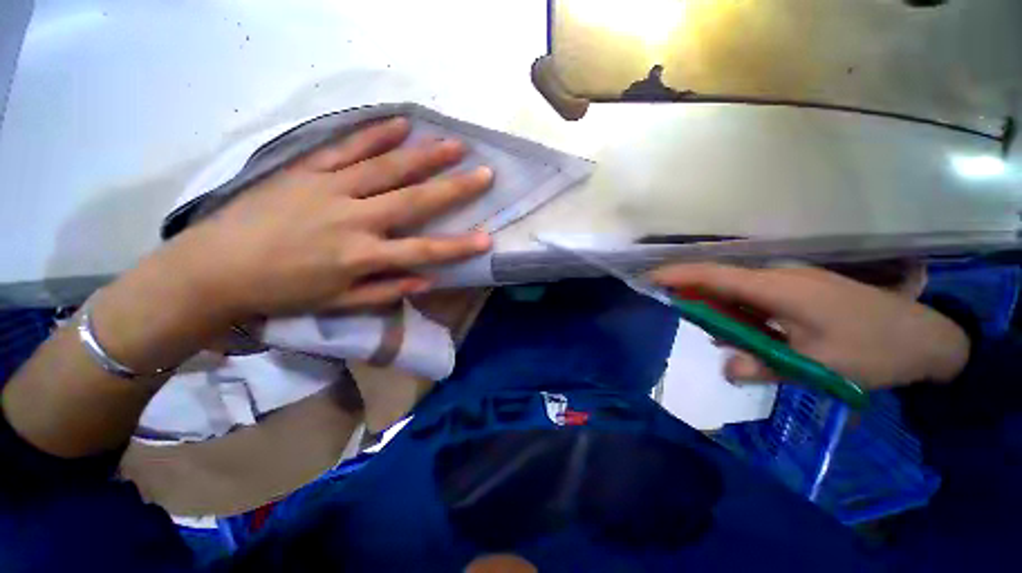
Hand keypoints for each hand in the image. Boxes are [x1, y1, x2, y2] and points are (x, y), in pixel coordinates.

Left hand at [158, 117, 492, 319]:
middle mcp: (353, 218)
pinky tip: (400, 124)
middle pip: (414, 200)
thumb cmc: (282, 292)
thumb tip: (427, 280)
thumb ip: (386, 290)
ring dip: (424, 155)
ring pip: (386, 168)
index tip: (487, 238)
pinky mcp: (305, 171)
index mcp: (361, 256)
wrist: (214, 269)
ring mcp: (329, 189)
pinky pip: (345, 148)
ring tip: (454, 143)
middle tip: (484, 173)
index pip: (423, 252)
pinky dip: (374, 135)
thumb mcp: (338, 303)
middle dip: (454, 188)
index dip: (458, 246)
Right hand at [649, 263, 970, 389]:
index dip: (678, 275)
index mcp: (778, 289)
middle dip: (694, 297)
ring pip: (736, 290)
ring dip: (719, 309)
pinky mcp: (799, 288)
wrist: (927, 337)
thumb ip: (765, 367)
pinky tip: (749, 334)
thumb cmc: (874, 350)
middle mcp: (778, 277)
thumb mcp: (818, 367)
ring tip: (724, 337)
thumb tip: (725, 368)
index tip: (649, 279)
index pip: (714, 275)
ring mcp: (790, 280)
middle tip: (683, 320)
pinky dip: (739, 312)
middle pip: (719, 281)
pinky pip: (754, 295)